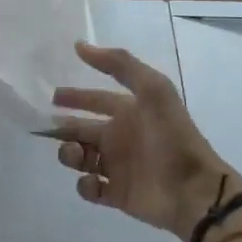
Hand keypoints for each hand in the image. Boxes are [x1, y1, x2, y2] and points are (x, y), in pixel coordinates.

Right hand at [50, 42, 241, 241]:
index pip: (96, 100)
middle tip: (48, 128)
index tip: (53, 98)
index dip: (75, 97)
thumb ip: (119, 64)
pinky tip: (91, 180)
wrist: (193, 189)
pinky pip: (90, 188)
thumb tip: (80, 46)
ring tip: (76, 153)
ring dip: (70, 154)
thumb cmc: (172, 137)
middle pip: (83, 129)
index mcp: (129, 113)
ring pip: (81, 157)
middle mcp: (121, 138)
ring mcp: (118, 167)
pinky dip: (84, 185)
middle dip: (64, 127)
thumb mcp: (153, 89)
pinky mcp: (117, 195)